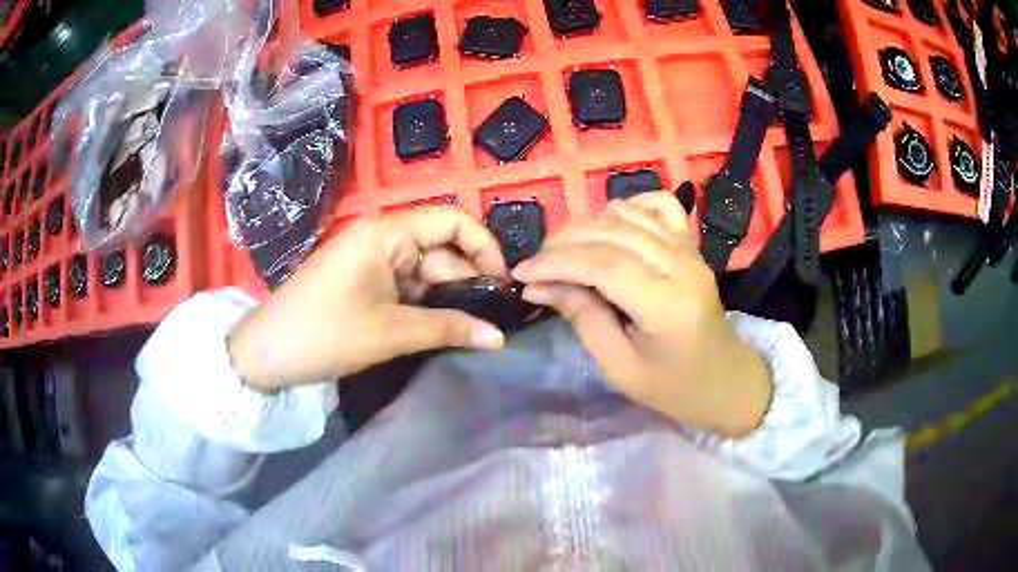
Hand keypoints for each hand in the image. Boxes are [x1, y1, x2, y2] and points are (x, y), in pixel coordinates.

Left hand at [228, 206, 507, 392]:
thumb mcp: (390, 332)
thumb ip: (448, 328)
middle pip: (441, 248)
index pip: (450, 220)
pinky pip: (406, 287)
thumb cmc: (325, 333)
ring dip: (447, 298)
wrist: (266, 353)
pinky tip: (441, 328)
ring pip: (425, 271)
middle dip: (466, 281)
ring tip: (469, 330)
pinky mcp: (365, 283)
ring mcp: (372, 261)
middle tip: (488, 321)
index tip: (502, 283)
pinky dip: (425, 306)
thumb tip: (499, 338)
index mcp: (385, 232)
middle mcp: (381, 238)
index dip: (483, 245)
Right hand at [512, 192, 771, 436]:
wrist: (725, 379)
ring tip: (563, 252)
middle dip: (564, 243)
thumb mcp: (620, 366)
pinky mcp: (691, 243)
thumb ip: (582, 318)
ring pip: (628, 214)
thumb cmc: (672, 386)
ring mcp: (690, 248)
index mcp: (667, 305)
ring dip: (587, 225)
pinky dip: (627, 206)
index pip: (603, 265)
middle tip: (536, 265)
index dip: (556, 263)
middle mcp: (681, 265)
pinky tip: (609, 225)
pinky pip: (658, 204)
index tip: (522, 274)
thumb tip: (538, 286)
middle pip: (612, 232)